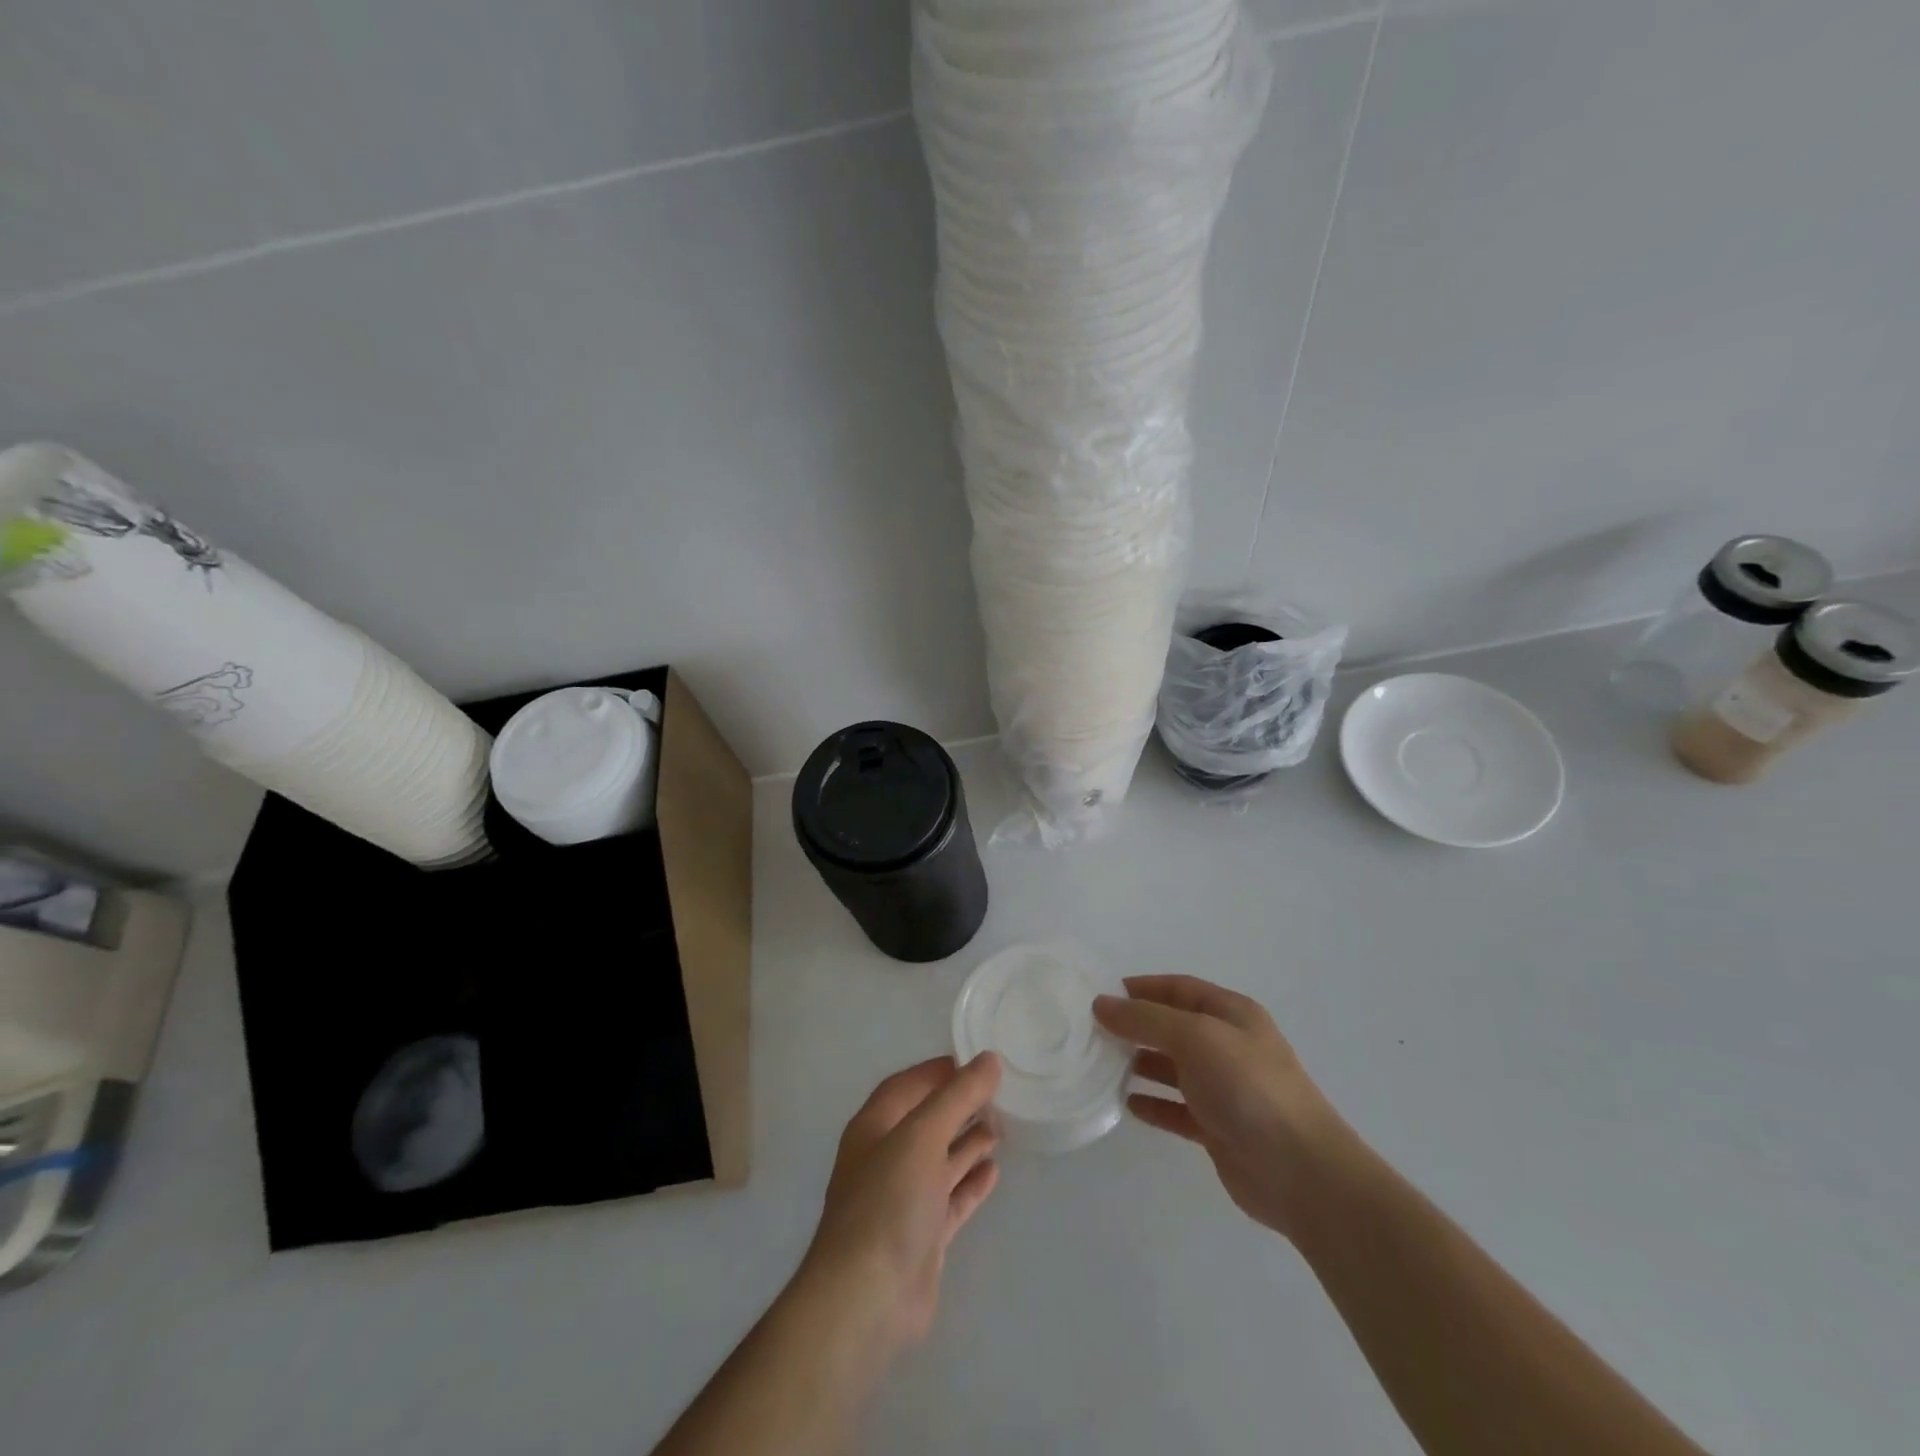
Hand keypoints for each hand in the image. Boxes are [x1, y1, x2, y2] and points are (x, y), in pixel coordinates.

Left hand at [798, 1054, 1001, 1354]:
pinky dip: (970, 1183)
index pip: (908, 1085)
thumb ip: (958, 1096)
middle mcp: (885, 1158)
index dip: (940, 1071)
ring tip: (1002, 1127)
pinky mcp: (921, 1236)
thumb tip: (990, 1059)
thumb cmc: (888, 1201)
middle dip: (959, 1106)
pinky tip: (994, 1171)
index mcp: (874, 1127)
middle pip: (926, 1121)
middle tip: (999, 1094)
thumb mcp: (923, 1135)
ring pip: (939, 1160)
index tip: (978, 1061)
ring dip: (967, 1143)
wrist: (867, 1299)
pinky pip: (950, 1199)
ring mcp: (903, 1199)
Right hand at [1094, 975, 1347, 1240]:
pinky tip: (1126, 1105)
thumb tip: (1101, 1004)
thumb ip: (1146, 1019)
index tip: (1101, 996)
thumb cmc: (1248, 1087)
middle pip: (1173, 1027)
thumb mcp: (1195, 1037)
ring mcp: (1224, 1089)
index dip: (1142, 988)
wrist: (1301, 1172)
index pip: (1179, 989)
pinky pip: (1177, 1109)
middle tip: (1092, 1033)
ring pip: (1173, 1067)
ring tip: (1101, 1066)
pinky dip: (1153, 1104)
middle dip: (1135, 1026)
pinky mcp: (1219, 1128)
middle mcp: (1228, 1046)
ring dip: (1140, 1064)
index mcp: (1231, 1014)